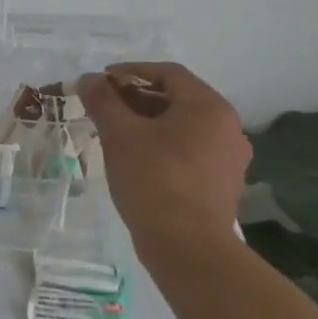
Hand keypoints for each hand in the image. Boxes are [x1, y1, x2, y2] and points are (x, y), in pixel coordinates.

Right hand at [76, 62, 250, 263]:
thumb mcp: (120, 134)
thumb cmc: (154, 179)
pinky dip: (161, 145)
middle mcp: (227, 127)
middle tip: (103, 107)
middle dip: (136, 98)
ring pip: (182, 127)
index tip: (101, 81)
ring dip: (147, 123)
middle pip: (177, 99)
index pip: (168, 73)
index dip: (131, 71)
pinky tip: (135, 160)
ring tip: (114, 133)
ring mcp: (228, 158)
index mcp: (208, 107)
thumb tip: (89, 79)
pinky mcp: (222, 184)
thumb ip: (103, 101)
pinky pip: (188, 151)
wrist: (188, 247)